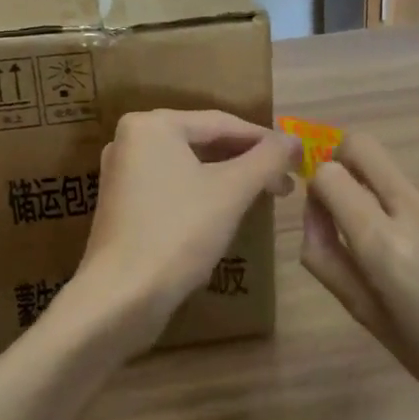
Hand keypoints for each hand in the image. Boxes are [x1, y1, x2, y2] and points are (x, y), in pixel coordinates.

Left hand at [64, 110, 298, 354]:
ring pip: (189, 166)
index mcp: (151, 125)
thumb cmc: (178, 233)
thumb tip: (295, 139)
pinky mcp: (123, 205)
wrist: (121, 297)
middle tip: (285, 182)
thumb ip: (267, 159)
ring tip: (264, 195)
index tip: (298, 157)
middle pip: (203, 141)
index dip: (264, 139)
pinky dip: (202, 193)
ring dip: (228, 178)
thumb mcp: (231, 191)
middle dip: (247, 161)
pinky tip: (226, 211)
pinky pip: (172, 186)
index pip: (221, 122)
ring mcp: (123, 173)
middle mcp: (131, 140)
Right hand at [301, 133, 418, 419]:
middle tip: (363, 202)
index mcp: (385, 246)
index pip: (329, 175)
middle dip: (349, 164)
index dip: (321, 190)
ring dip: (402, 195)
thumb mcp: (369, 318)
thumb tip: (313, 209)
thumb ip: (327, 257)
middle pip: (362, 145)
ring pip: (406, 171)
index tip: (333, 213)